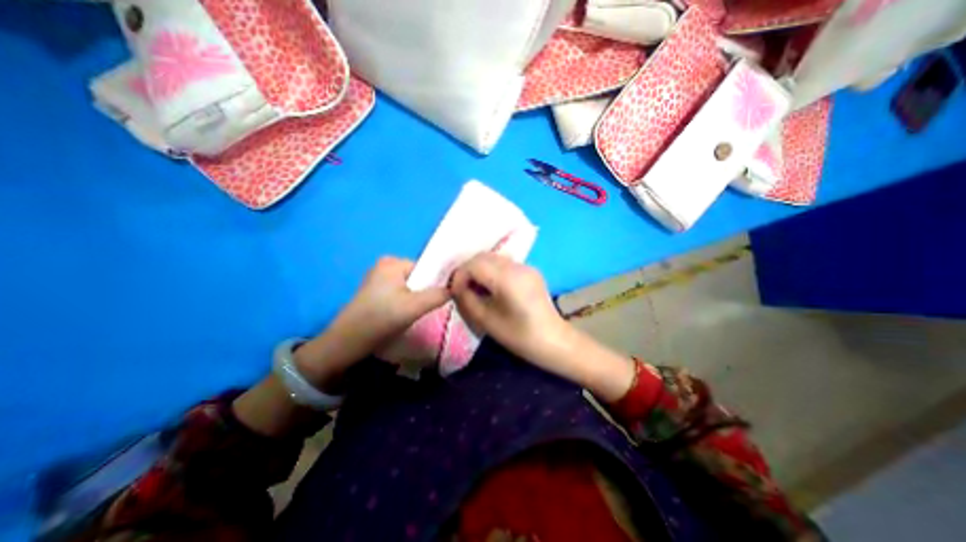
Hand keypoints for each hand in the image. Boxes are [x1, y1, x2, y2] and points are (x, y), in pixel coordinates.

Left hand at [298, 259, 448, 384]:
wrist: (346, 342)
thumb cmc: (380, 319)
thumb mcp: (414, 307)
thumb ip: (438, 295)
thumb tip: (456, 286)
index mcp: (392, 262)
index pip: (427, 267)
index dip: (437, 282)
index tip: (441, 298)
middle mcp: (384, 265)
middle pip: (419, 276)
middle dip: (426, 291)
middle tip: (425, 308)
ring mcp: (378, 278)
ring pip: (410, 286)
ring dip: (417, 298)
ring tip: (414, 313)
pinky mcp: (375, 291)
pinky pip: (400, 292)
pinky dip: (406, 302)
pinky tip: (403, 314)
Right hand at [451, 255, 639, 400]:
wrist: (554, 341)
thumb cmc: (520, 336)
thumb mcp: (487, 321)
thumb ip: (467, 299)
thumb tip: (457, 287)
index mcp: (508, 277)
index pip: (475, 264)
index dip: (460, 276)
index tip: (455, 292)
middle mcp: (518, 265)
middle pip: (484, 256)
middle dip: (468, 270)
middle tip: (462, 289)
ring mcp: (527, 266)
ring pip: (494, 258)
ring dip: (480, 269)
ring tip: (475, 288)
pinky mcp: (531, 271)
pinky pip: (505, 264)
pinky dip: (492, 271)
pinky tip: (491, 287)